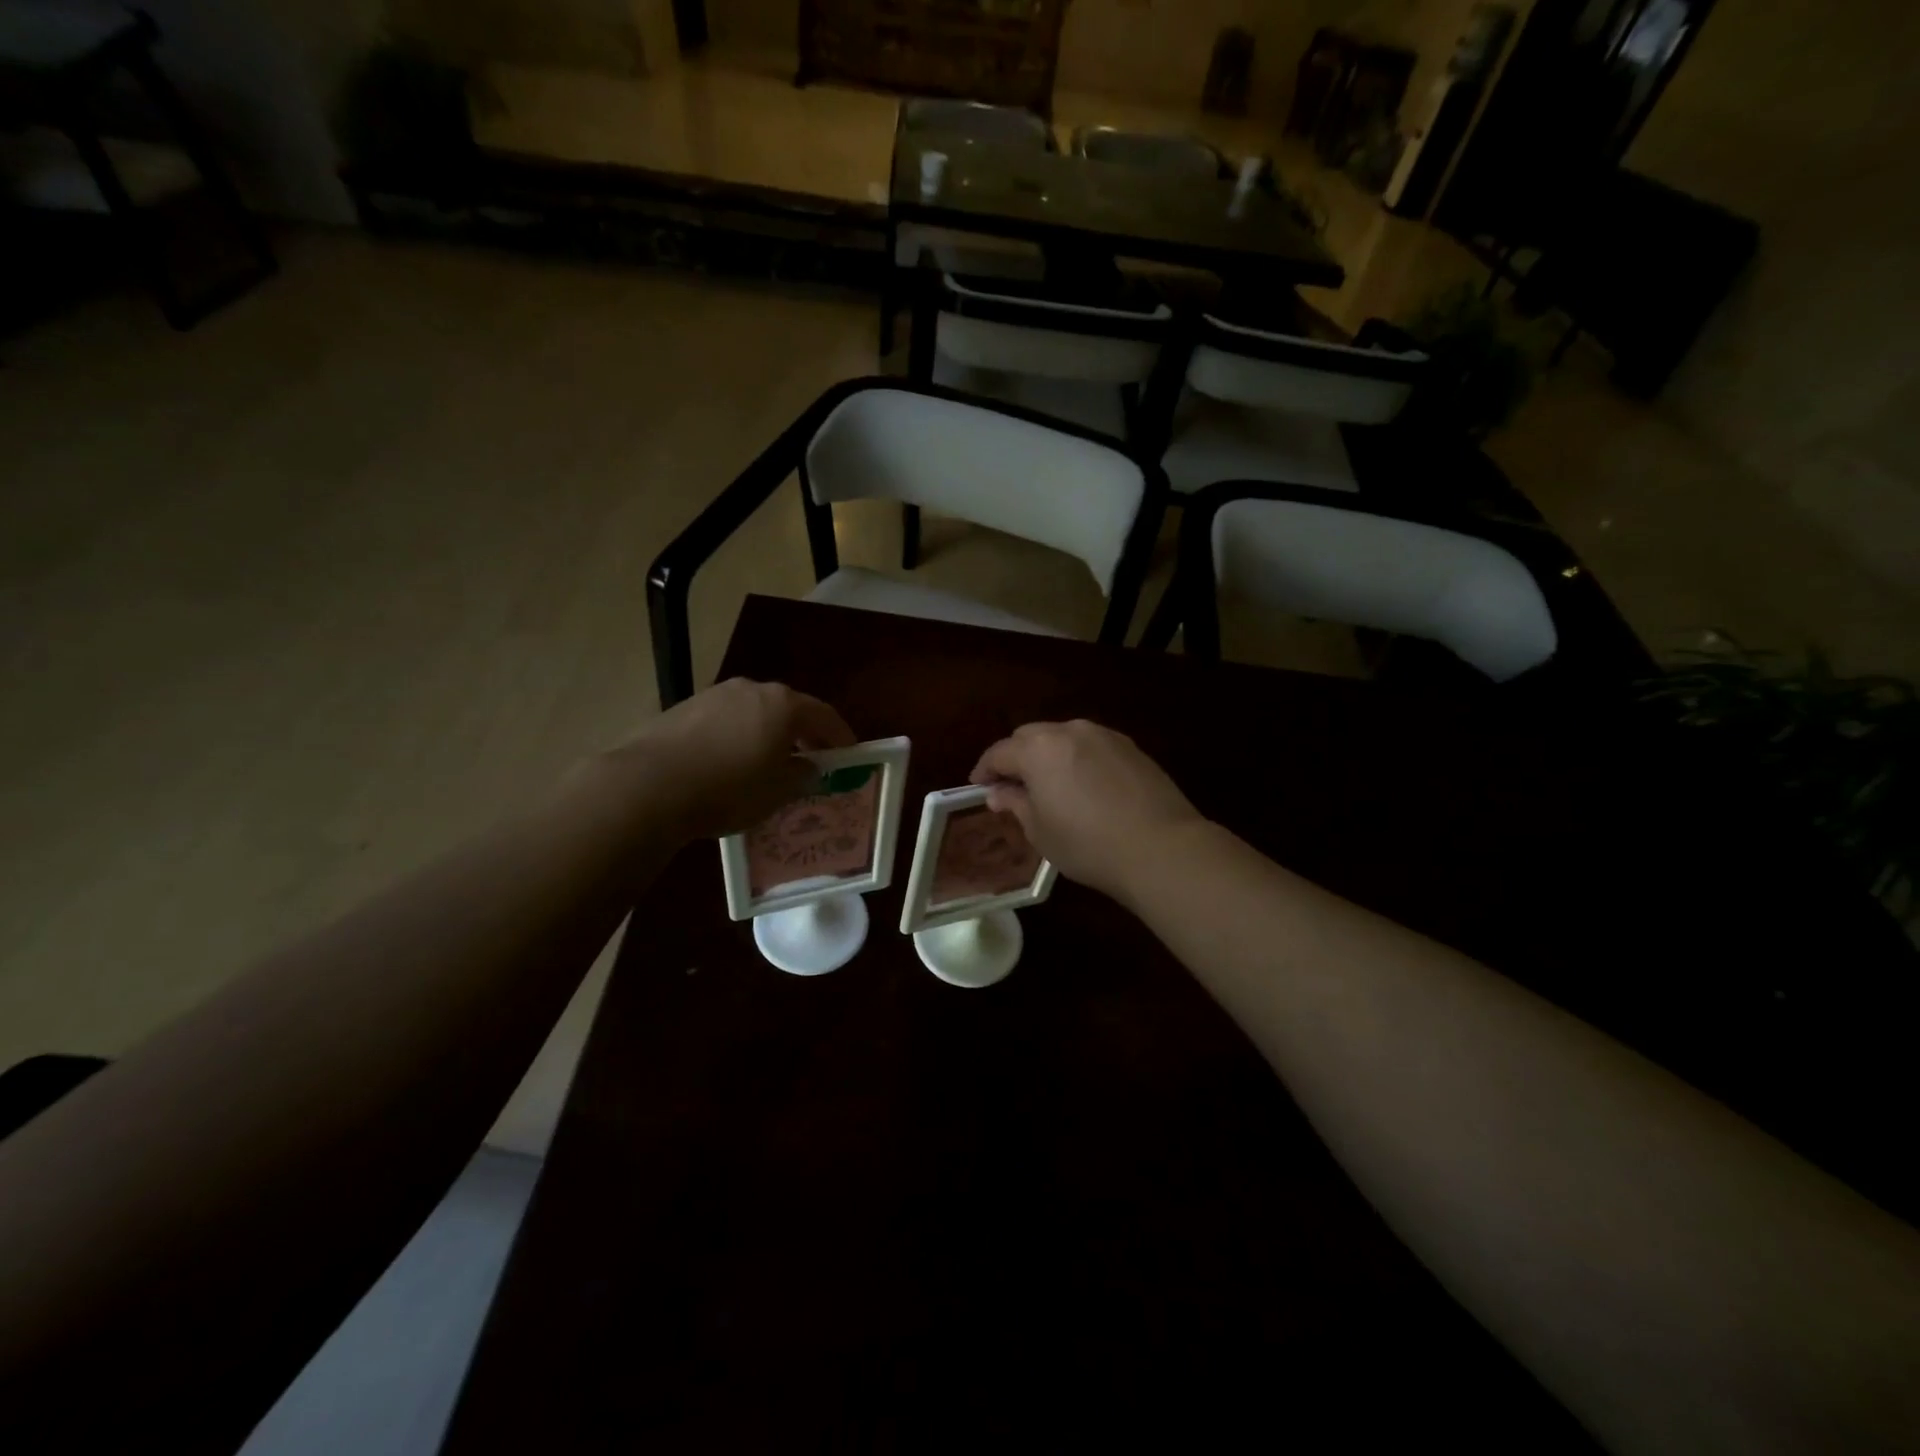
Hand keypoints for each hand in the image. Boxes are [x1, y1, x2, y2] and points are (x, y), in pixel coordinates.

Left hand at [619, 679, 856, 840]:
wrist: (649, 785)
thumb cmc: (729, 788)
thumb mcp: (778, 791)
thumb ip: (802, 775)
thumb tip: (810, 767)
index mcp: (782, 704)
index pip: (824, 715)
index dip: (840, 736)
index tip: (849, 754)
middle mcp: (751, 689)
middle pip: (787, 708)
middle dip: (802, 733)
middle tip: (811, 759)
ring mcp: (714, 695)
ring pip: (753, 713)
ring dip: (766, 734)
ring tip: (767, 764)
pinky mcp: (683, 709)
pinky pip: (724, 722)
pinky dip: (736, 738)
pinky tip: (729, 764)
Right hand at [970, 720, 1204, 905]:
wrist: (1161, 847)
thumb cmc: (1088, 844)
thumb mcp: (1040, 831)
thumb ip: (1015, 804)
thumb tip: (999, 792)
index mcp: (1039, 749)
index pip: (999, 752)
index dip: (985, 770)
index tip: (979, 786)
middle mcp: (1069, 731)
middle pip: (1030, 737)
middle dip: (1016, 757)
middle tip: (1011, 786)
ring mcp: (1104, 736)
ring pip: (1063, 737)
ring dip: (1048, 755)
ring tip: (1049, 785)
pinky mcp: (1131, 748)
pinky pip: (1091, 746)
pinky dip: (1077, 759)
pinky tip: (1083, 786)